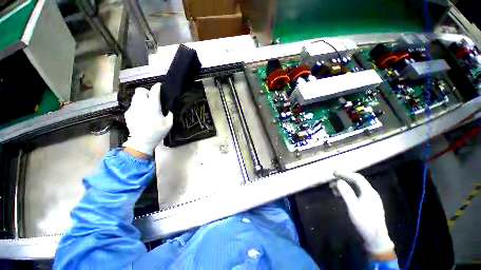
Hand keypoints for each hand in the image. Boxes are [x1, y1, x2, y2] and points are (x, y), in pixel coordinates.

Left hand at [123, 83, 172, 155]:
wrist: (142, 141)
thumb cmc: (157, 132)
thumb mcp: (169, 124)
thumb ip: (170, 115)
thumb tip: (169, 110)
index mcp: (153, 106)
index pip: (154, 91)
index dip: (157, 87)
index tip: (159, 86)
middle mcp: (141, 104)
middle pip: (140, 90)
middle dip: (146, 92)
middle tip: (151, 98)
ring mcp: (133, 108)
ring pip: (135, 97)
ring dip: (141, 98)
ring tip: (146, 106)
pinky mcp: (128, 113)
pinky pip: (133, 105)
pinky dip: (137, 107)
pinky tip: (141, 114)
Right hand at [333, 170, 394, 256]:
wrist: (375, 239)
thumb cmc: (364, 222)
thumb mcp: (353, 208)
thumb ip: (346, 193)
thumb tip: (338, 181)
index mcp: (369, 192)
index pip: (357, 178)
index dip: (345, 173)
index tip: (334, 172)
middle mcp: (370, 193)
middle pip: (356, 181)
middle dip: (343, 179)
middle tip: (332, 179)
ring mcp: (370, 199)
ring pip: (355, 188)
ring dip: (344, 186)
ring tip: (333, 188)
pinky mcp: (367, 205)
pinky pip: (356, 193)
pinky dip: (347, 192)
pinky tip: (340, 196)